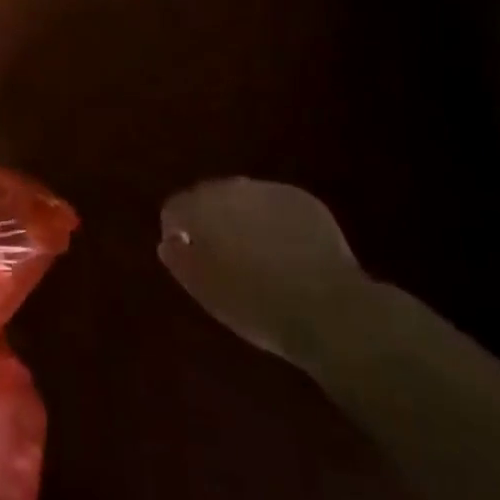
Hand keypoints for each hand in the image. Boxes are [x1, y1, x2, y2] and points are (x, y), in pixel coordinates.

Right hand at [159, 178, 368, 366]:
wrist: (330, 310)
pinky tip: (284, 248)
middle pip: (209, 195)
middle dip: (208, 217)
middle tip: (218, 252)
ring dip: (240, 215)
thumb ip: (181, 261)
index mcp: (203, 209)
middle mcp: (234, 189)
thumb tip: (169, 241)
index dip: (175, 228)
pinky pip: (275, 204)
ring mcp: (272, 191)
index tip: (185, 253)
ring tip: (253, 250)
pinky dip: (272, 219)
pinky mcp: (304, 201)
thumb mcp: (207, 292)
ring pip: (244, 197)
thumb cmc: (258, 306)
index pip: (176, 206)